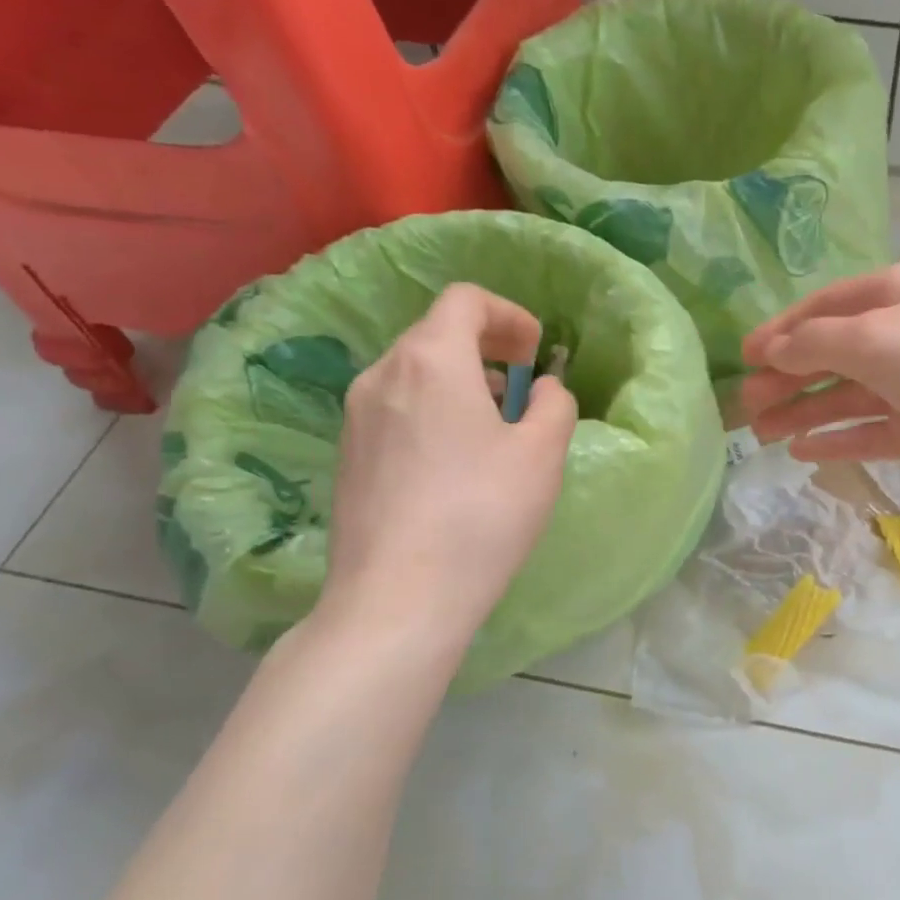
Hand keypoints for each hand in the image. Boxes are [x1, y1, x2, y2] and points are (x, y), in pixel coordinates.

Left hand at [313, 285, 575, 664]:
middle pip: (436, 333)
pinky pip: (396, 410)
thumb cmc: (481, 514)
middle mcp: (382, 375)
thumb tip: (541, 389)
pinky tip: (454, 465)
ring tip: (493, 430)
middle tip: (521, 391)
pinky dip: (432, 412)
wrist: (397, 599)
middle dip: (487, 350)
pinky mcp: (347, 456)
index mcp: (430, 360)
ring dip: (459, 383)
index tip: (535, 353)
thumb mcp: (542, 453)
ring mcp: (355, 417)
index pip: (465, 300)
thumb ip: (553, 403)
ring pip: (414, 373)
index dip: (509, 315)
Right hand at [740, 262, 899, 499]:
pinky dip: (838, 439)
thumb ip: (815, 343)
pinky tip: (804, 453)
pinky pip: (871, 432)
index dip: (779, 333)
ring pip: (847, 397)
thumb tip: (770, 350)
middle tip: (745, 407)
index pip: (821, 310)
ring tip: (761, 434)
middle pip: (830, 355)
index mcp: (891, 296)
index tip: (741, 360)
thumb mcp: (874, 338)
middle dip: (786, 378)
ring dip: (804, 412)